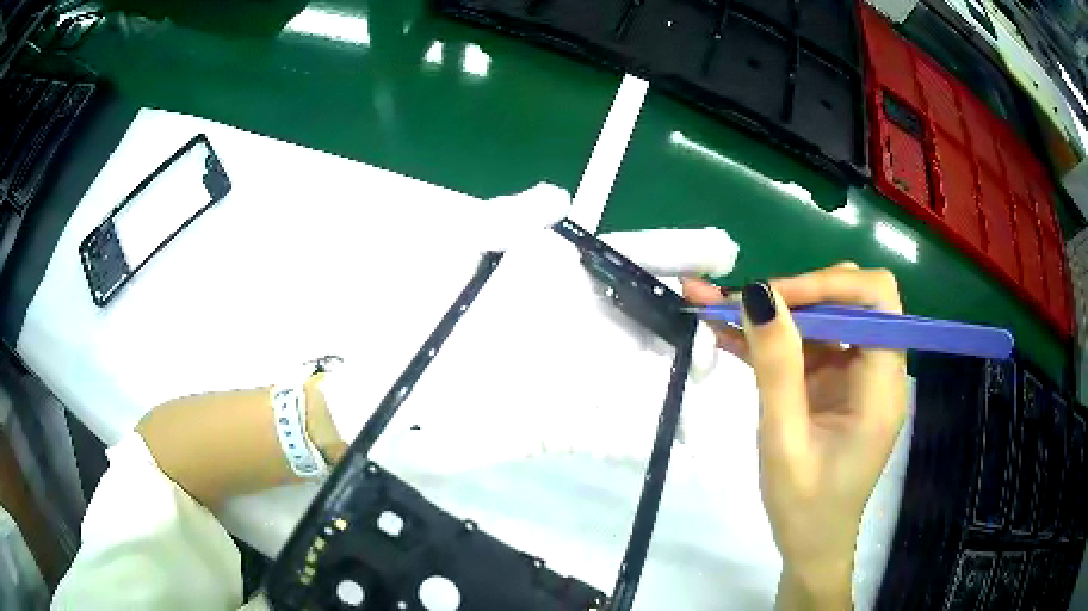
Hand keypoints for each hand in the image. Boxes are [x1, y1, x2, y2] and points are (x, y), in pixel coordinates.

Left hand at [318, 183, 738, 469]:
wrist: (385, 393)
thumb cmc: (417, 313)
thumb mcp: (458, 249)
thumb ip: (510, 217)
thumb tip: (561, 193)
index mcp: (561, 275)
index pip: (635, 256)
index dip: (682, 250)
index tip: (725, 250)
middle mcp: (581, 322)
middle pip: (655, 319)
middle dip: (692, 325)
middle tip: (713, 338)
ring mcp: (577, 376)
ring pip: (646, 378)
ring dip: (680, 387)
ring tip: (703, 394)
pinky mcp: (563, 425)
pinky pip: (616, 432)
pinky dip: (646, 437)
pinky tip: (677, 445)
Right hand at [683, 263, 907, 609]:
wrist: (810, 546)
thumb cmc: (804, 507)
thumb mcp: (784, 441)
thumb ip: (776, 367)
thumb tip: (759, 293)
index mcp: (882, 386)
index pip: (876, 299)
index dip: (828, 284)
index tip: (773, 298)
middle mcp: (876, 369)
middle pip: (848, 299)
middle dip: (793, 294)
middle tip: (737, 303)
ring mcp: (854, 375)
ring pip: (820, 318)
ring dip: (772, 312)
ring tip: (713, 305)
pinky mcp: (833, 384)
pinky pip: (804, 346)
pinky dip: (768, 338)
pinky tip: (725, 333)